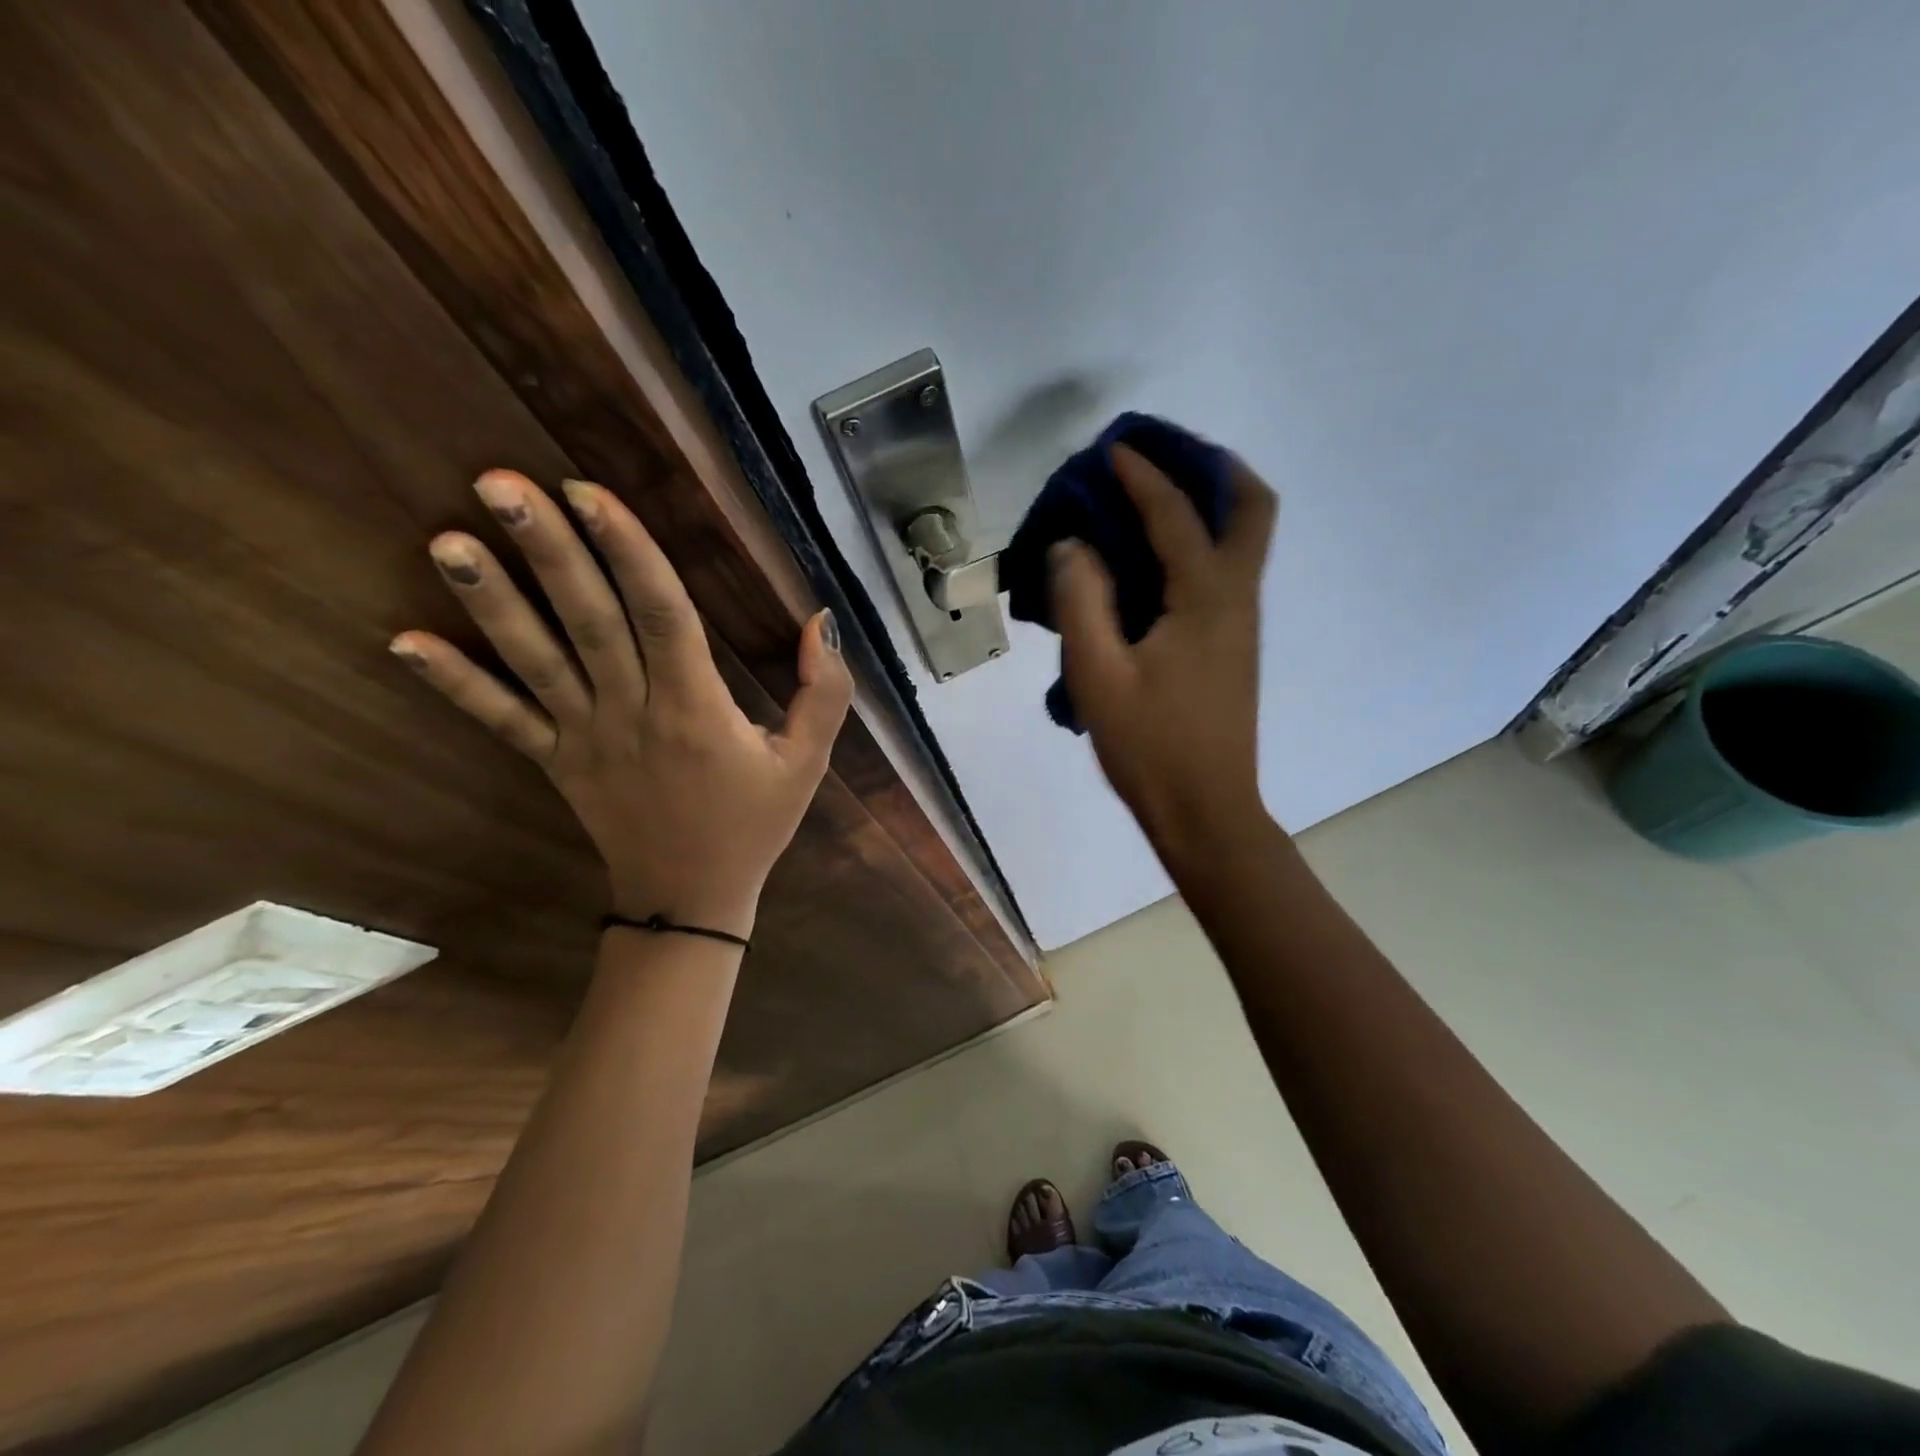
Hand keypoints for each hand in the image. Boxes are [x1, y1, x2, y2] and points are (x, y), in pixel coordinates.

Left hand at [390, 470, 851, 938]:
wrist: (690, 899)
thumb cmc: (753, 824)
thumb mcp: (808, 762)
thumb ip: (825, 693)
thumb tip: (819, 620)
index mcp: (696, 709)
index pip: (661, 615)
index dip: (627, 551)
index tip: (589, 492)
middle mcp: (632, 713)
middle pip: (590, 622)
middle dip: (549, 551)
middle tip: (500, 483)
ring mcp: (584, 739)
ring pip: (536, 662)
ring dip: (492, 602)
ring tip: (447, 540)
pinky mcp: (555, 762)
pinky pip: (501, 721)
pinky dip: (455, 683)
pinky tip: (404, 642)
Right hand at [1048, 444, 1278, 857]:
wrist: (1205, 809)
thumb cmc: (1149, 746)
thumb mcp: (1098, 675)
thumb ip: (1081, 601)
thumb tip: (1073, 545)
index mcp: (1206, 598)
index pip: (1176, 514)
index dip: (1141, 475)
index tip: (1111, 450)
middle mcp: (1237, 597)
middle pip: (1251, 505)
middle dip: (1211, 466)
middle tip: (1163, 456)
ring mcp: (1242, 621)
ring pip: (1246, 535)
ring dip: (1209, 499)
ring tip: (1155, 493)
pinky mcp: (1233, 643)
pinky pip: (1227, 567)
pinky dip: (1200, 539)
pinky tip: (1154, 558)